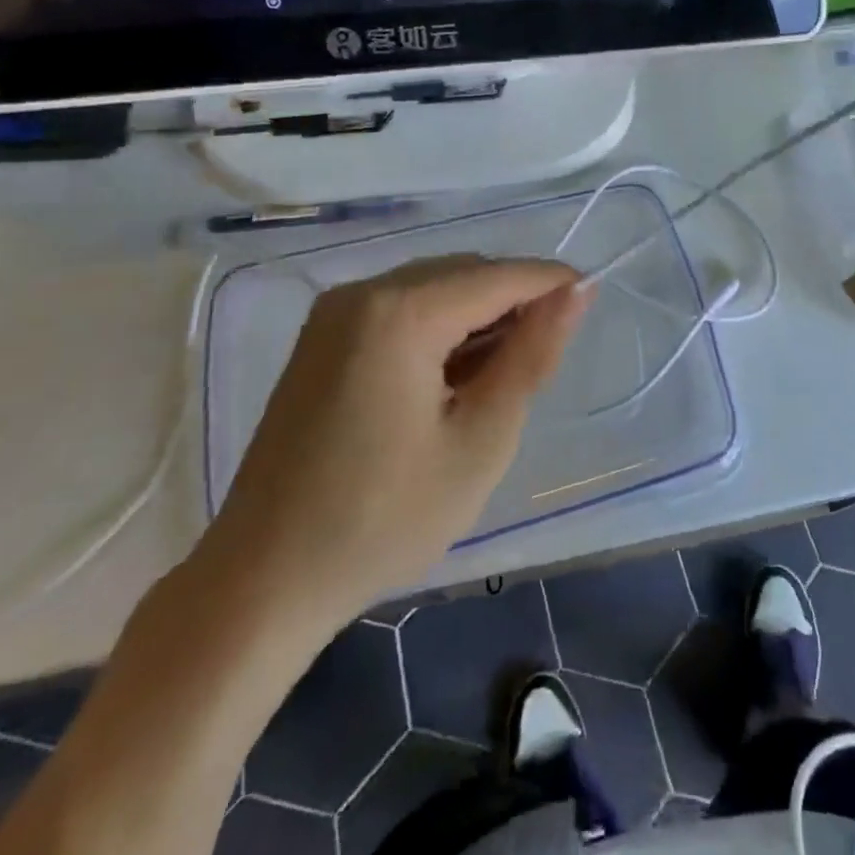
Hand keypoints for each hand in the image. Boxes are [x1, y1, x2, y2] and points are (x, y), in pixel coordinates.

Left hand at [191, 256, 589, 645]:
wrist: (263, 580)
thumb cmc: (384, 518)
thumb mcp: (480, 440)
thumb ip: (531, 355)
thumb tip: (574, 293)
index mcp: (401, 312)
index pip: (499, 275)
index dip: (551, 283)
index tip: (591, 299)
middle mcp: (363, 292)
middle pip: (464, 273)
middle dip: (513, 301)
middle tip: (543, 358)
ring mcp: (334, 312)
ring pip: (433, 287)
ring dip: (476, 316)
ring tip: (499, 375)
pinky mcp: (321, 337)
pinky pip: (400, 307)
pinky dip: (438, 328)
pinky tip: (450, 377)